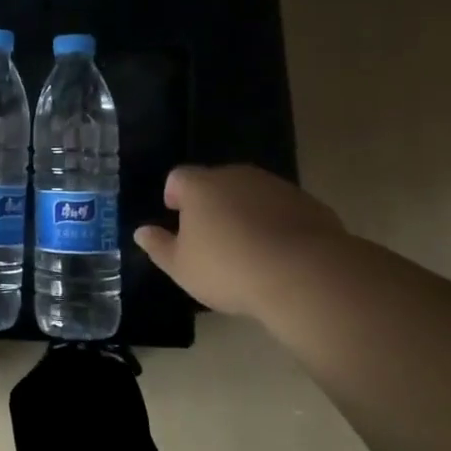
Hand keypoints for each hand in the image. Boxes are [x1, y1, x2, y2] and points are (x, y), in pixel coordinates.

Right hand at [133, 165, 345, 315]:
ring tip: (247, 248)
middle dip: (211, 203)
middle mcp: (236, 176)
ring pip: (251, 194)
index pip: (178, 177)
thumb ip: (159, 246)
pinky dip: (276, 223)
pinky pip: (283, 209)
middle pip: (216, 182)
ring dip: (245, 212)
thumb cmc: (228, 269)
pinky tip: (279, 254)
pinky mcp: (309, 203)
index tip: (177, 217)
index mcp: (200, 186)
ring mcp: (276, 186)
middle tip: (211, 237)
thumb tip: (141, 232)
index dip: (174, 195)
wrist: (304, 274)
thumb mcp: (181, 267)